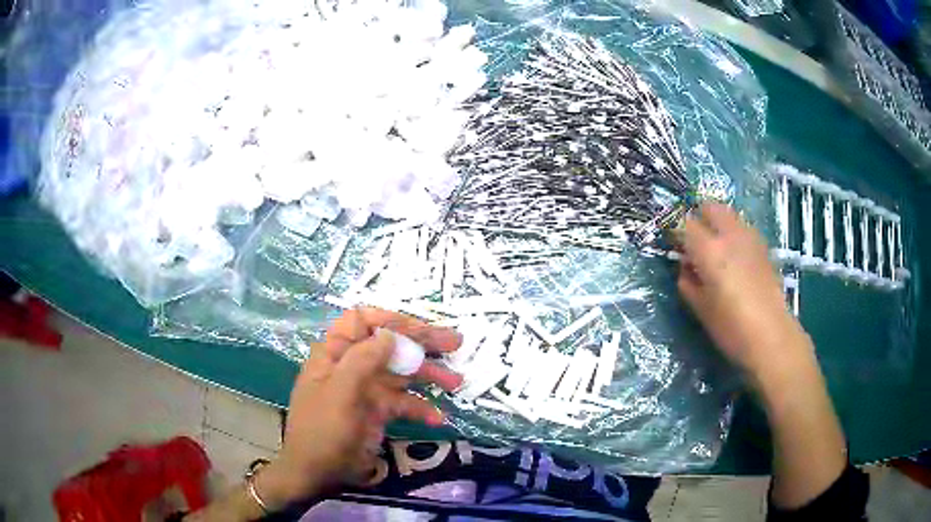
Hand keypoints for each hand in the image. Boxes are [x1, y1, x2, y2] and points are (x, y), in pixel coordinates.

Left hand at [256, 307, 462, 507]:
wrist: (318, 473)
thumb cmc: (323, 430)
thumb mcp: (340, 393)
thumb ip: (363, 360)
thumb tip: (391, 334)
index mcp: (336, 354)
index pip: (362, 321)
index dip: (389, 320)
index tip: (419, 329)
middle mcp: (352, 366)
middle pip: (389, 345)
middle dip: (421, 343)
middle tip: (455, 342)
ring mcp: (366, 390)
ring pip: (401, 373)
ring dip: (429, 375)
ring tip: (456, 381)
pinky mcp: (378, 412)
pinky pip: (403, 403)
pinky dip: (421, 408)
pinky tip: (437, 418)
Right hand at [676, 203, 809, 381]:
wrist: (772, 336)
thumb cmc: (731, 328)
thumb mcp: (701, 308)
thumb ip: (687, 281)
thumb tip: (685, 266)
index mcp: (709, 250)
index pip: (683, 223)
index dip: (673, 229)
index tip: (670, 241)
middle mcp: (730, 235)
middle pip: (709, 207)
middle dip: (697, 216)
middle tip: (692, 240)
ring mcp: (750, 237)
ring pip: (728, 213)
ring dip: (717, 223)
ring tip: (714, 247)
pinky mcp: (763, 246)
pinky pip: (742, 227)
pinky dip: (733, 233)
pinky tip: (734, 257)